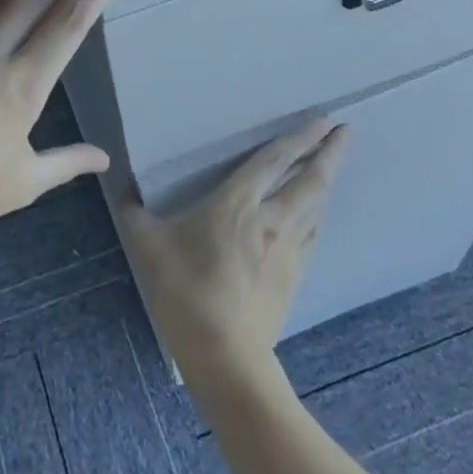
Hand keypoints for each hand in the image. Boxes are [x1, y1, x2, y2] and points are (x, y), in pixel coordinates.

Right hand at [119, 118, 350, 389]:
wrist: (224, 354)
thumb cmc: (184, 292)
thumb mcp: (147, 246)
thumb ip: (135, 213)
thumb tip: (125, 191)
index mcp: (236, 204)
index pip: (274, 160)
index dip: (299, 137)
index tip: (323, 119)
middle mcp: (271, 219)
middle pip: (310, 179)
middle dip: (330, 152)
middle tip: (346, 131)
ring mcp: (288, 249)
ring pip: (316, 205)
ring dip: (328, 180)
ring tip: (335, 164)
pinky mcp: (295, 275)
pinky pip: (313, 234)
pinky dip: (318, 214)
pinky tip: (317, 214)